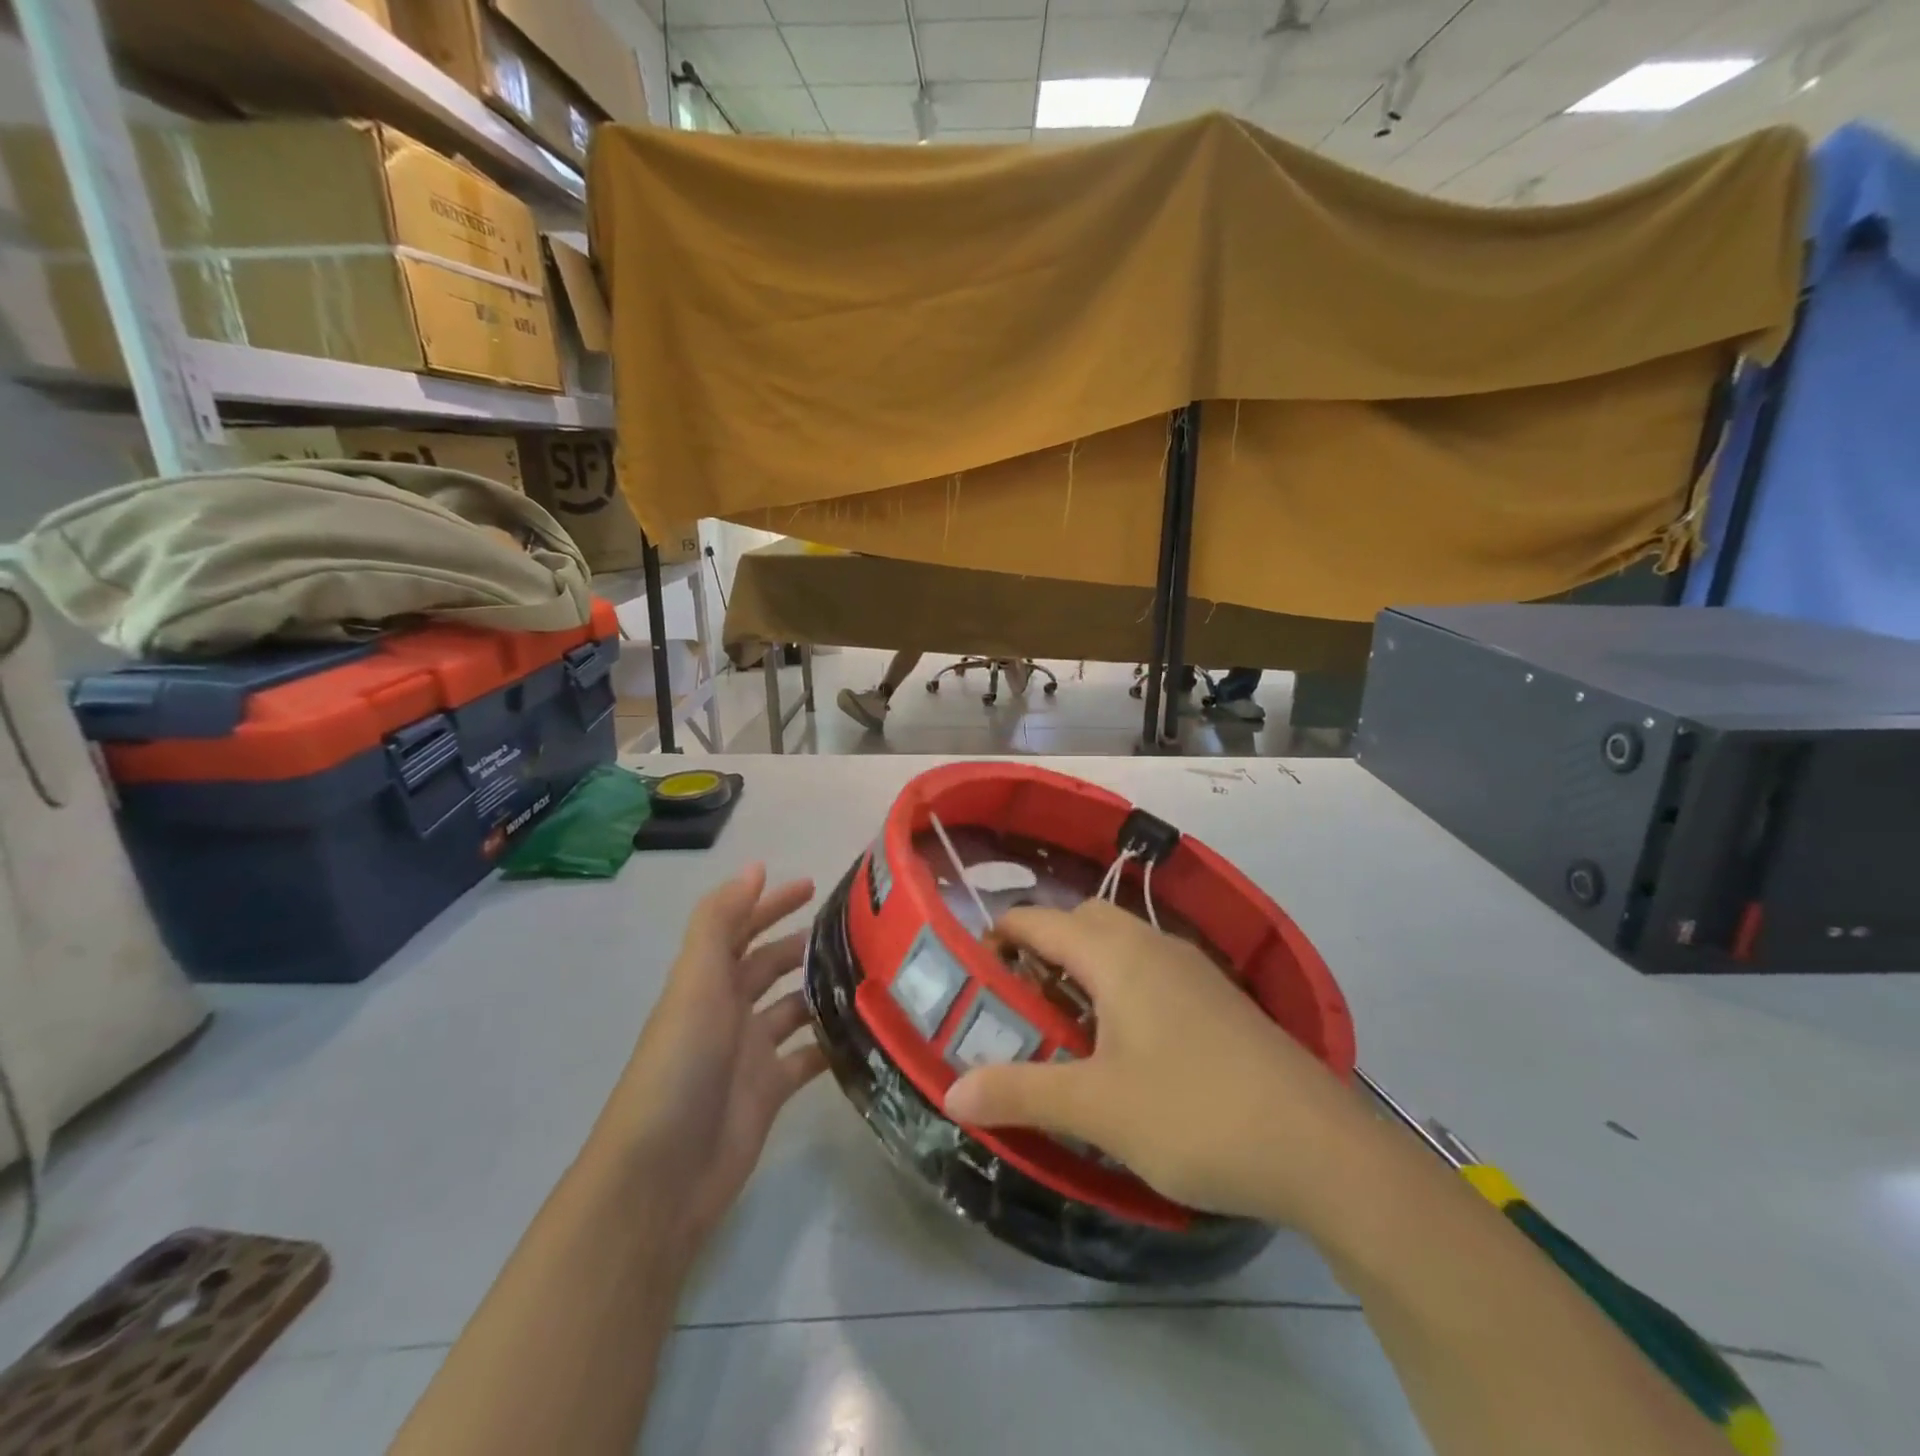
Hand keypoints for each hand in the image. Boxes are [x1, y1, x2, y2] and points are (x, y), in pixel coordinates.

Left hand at [595, 864, 826, 1258]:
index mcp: (707, 982)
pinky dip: (831, 1043)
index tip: (813, 885)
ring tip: (869, 972)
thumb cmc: (681, 1064)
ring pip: (792, 1009)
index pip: (741, 929)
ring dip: (822, 990)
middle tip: (855, 929)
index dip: (770, 903)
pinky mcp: (771, 1091)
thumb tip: (755, 866)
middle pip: (768, 966)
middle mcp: (728, 1011)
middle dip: (802, 943)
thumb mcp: (696, 982)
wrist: (664, 1172)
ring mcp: (750, 1053)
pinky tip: (865, 1030)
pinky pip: (808, 1057)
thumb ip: (721, 921)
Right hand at [944, 900, 1374, 1228]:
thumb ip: (1020, 1093)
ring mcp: (1192, 969)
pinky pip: (1151, 968)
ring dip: (1085, 965)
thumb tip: (951, 1092)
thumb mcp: (1097, 1108)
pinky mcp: (1218, 998)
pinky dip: (1121, 984)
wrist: (1320, 1147)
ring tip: (1066, 1025)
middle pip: (1083, 920)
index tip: (973, 971)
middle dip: (1045, 945)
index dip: (1000, 936)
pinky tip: (1126, 1043)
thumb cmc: (1195, 1114)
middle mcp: (1153, 945)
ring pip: (1122, 942)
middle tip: (1021, 999)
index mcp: (1116, 955)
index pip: (1041, 920)